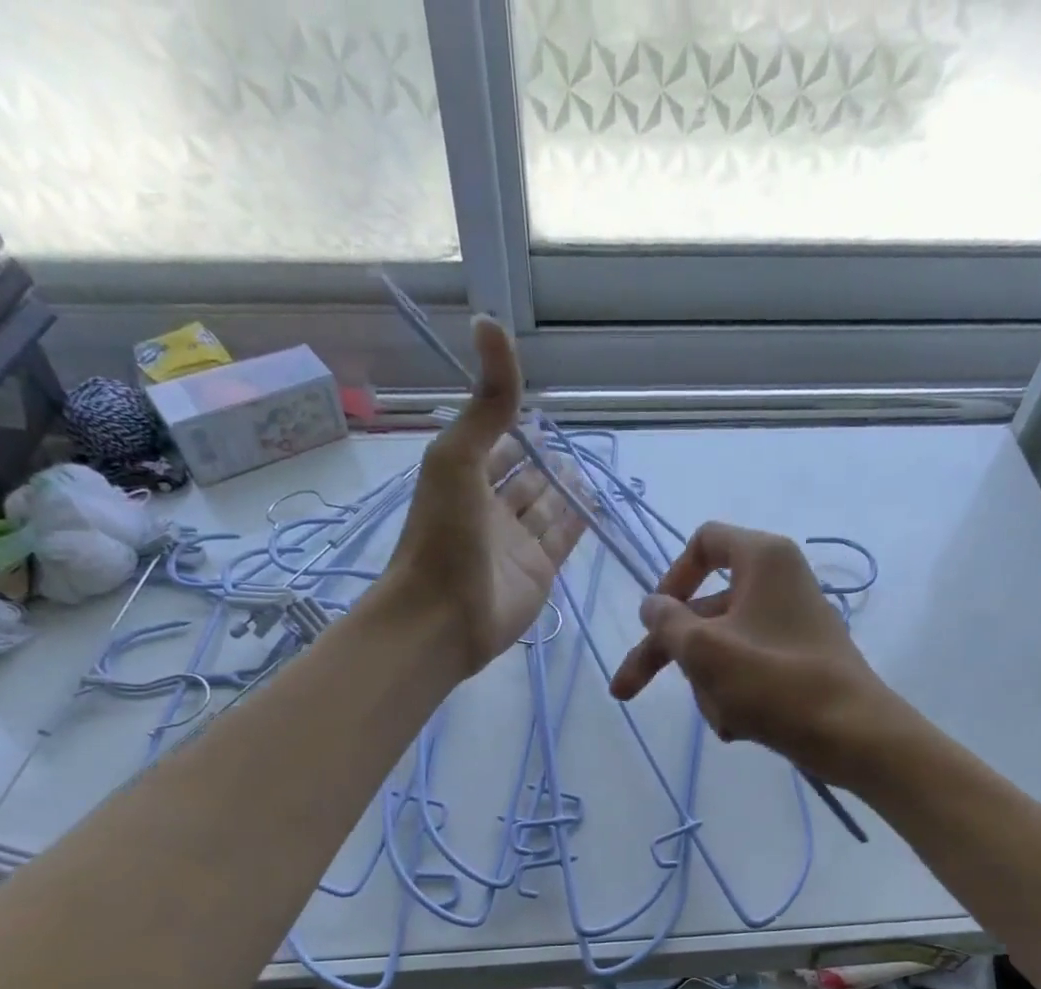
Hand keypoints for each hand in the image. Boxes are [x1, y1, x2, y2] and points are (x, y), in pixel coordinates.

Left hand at [384, 317, 583, 674]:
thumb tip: (490, 321)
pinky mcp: (540, 572)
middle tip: (576, 440)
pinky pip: (563, 538)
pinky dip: (578, 520)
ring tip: (590, 468)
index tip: (540, 406)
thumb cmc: (444, 534)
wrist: (445, 616)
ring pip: (547, 507)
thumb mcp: (458, 455)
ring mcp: (518, 543)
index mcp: (465, 477)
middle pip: (525, 477)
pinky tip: (596, 502)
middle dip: (545, 459)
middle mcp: (492, 508)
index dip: (515, 423)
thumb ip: (486, 399)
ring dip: (565, 488)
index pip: (495, 443)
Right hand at [609, 522, 894, 782]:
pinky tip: (740, 727)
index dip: (671, 578)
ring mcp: (790, 625)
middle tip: (626, 692)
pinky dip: (735, 695)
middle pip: (703, 610)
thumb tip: (652, 606)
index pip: (703, 542)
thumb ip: (667, 623)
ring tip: (725, 717)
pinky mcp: (797, 662)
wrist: (853, 736)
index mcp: (763, 559)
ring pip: (721, 647)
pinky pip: (747, 670)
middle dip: (673, 656)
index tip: (655, 618)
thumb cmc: (775, 682)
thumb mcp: (705, 651)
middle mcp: (779, 583)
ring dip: (708, 684)